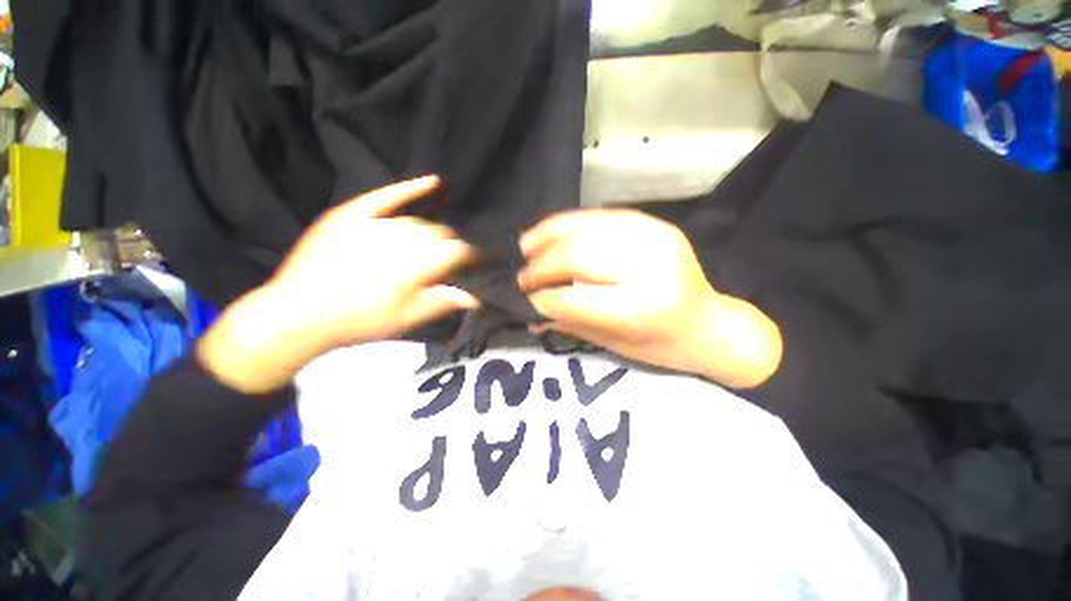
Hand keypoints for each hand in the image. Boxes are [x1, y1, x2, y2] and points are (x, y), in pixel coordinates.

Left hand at [199, 176, 477, 392]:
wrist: (299, 313)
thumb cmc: (360, 322)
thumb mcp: (408, 319)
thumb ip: (444, 302)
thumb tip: (478, 296)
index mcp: (416, 265)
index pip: (459, 252)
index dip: (474, 256)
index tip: (482, 261)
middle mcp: (400, 239)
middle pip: (441, 234)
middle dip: (452, 245)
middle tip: (452, 260)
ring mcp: (375, 223)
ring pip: (419, 221)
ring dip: (432, 231)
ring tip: (435, 243)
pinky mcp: (353, 214)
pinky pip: (387, 196)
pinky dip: (412, 189)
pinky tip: (434, 182)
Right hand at [518, 209, 780, 388]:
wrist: (709, 325)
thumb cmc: (662, 346)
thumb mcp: (614, 345)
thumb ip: (569, 323)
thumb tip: (529, 312)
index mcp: (642, 308)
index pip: (573, 298)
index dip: (540, 298)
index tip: (521, 299)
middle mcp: (649, 267)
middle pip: (576, 256)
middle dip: (539, 266)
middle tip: (520, 277)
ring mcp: (653, 238)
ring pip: (584, 228)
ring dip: (547, 236)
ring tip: (525, 248)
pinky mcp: (653, 224)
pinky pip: (599, 215)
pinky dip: (569, 223)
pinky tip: (551, 234)